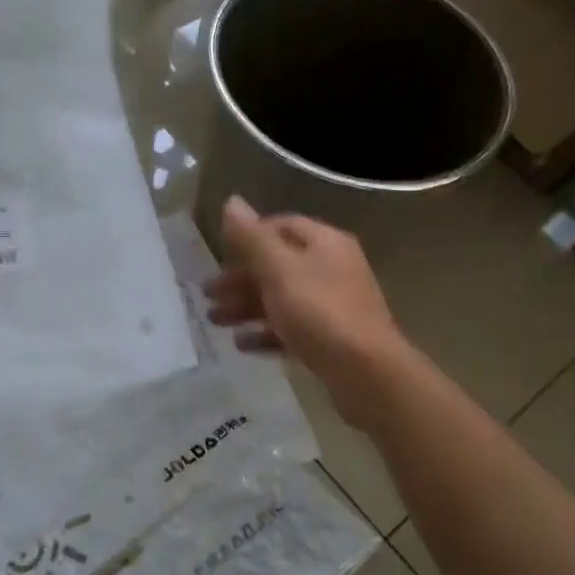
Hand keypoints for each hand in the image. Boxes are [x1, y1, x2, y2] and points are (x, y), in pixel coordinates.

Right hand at [204, 196, 409, 430]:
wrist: (366, 373)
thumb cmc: (319, 312)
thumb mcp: (278, 269)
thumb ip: (251, 237)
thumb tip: (231, 201)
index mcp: (324, 243)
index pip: (282, 226)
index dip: (249, 236)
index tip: (220, 254)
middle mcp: (332, 269)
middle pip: (278, 265)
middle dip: (240, 278)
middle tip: (207, 293)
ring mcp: (333, 305)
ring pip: (282, 298)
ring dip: (246, 307)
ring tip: (214, 320)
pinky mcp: (331, 339)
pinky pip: (291, 329)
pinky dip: (265, 333)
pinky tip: (241, 344)